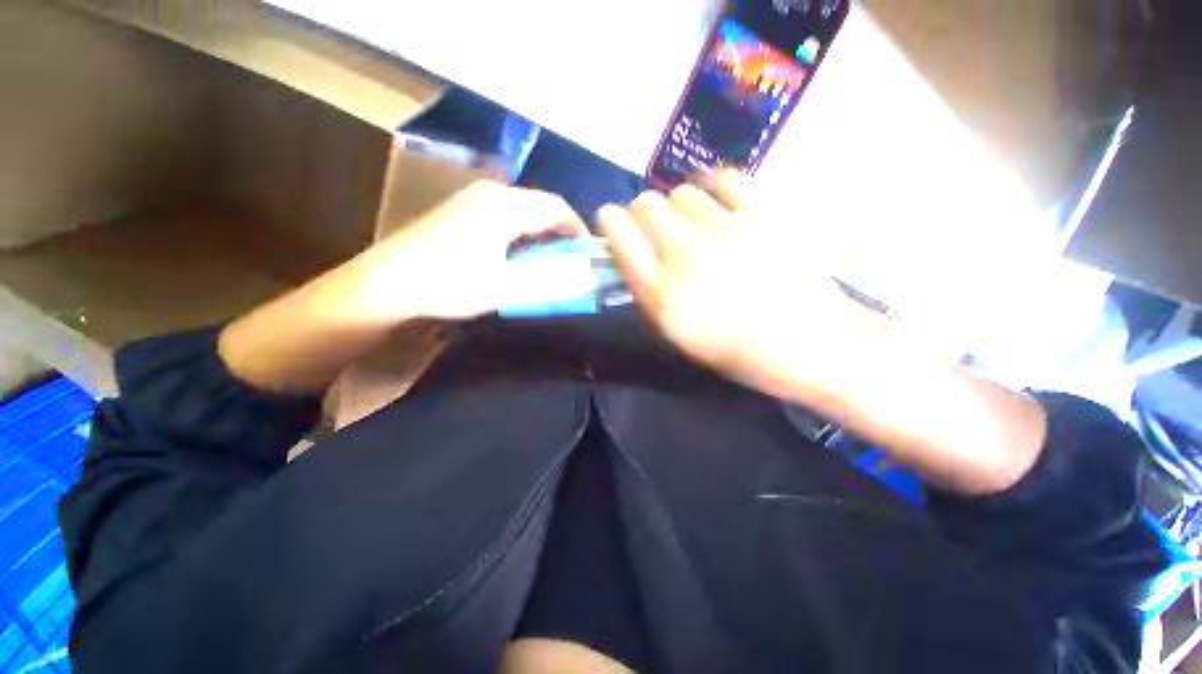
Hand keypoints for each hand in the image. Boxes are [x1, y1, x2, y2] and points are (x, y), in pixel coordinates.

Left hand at [354, 180, 588, 320]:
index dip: (579, 230)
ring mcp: (472, 197)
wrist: (386, 284)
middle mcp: (491, 192)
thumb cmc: (450, 284)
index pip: (557, 207)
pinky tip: (517, 254)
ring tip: (547, 260)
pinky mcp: (460, 208)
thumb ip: (550, 282)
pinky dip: (521, 232)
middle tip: (570, 260)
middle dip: (561, 232)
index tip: (588, 254)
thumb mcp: (506, 289)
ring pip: (523, 209)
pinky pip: (504, 213)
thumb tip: (583, 280)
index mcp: (505, 206)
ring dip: (541, 233)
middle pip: (541, 205)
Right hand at [599, 172, 1046, 494]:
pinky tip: (718, 204)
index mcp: (662, 294)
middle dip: (642, 213)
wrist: (811, 344)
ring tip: (694, 224)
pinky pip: (724, 179)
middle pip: (646, 205)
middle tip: (657, 229)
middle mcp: (686, 256)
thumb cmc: (739, 351)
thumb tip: (636, 257)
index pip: (619, 235)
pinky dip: (713, 187)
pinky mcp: (762, 214)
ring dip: (679, 207)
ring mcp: (725, 231)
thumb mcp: (680, 336)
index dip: (610, 222)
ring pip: (680, 192)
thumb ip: (650, 294)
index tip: (611, 221)